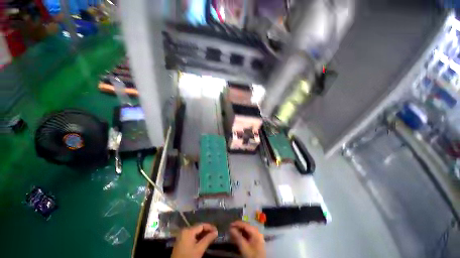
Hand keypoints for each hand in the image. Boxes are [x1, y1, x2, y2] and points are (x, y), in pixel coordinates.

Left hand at [171, 223, 217, 257]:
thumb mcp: (199, 249)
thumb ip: (208, 239)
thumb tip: (216, 232)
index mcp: (188, 230)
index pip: (202, 225)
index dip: (210, 227)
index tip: (217, 230)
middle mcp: (184, 230)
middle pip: (198, 228)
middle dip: (207, 230)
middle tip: (215, 234)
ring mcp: (182, 235)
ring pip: (195, 232)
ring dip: (203, 234)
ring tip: (210, 237)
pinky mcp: (181, 240)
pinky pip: (191, 235)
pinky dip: (198, 237)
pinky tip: (203, 240)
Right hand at [230, 221, 265, 257]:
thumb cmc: (252, 256)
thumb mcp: (244, 247)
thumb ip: (237, 237)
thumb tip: (230, 229)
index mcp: (255, 232)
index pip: (245, 225)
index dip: (237, 224)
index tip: (230, 224)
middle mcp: (257, 232)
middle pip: (246, 227)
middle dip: (238, 228)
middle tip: (230, 229)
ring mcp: (257, 236)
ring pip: (246, 231)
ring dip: (239, 231)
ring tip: (232, 233)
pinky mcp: (255, 241)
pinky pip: (248, 235)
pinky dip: (242, 235)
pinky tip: (237, 237)